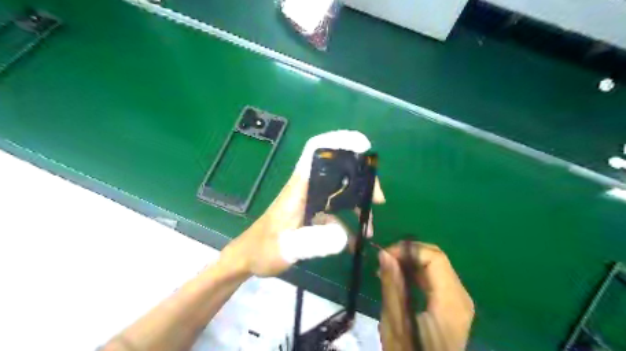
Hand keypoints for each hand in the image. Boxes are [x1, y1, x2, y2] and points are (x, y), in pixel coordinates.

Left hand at [219, 130, 386, 277]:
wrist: (250, 257)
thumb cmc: (262, 249)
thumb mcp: (285, 248)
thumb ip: (311, 243)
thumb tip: (344, 237)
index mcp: (299, 186)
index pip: (316, 152)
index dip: (337, 142)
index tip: (363, 146)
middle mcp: (306, 188)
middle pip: (337, 171)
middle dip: (360, 180)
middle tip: (378, 199)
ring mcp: (310, 201)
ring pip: (339, 193)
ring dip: (357, 205)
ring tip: (370, 229)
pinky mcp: (312, 213)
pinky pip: (335, 213)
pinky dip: (347, 223)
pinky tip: (354, 241)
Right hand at [376, 242, 474, 349]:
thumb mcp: (395, 322)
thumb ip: (392, 285)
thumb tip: (384, 253)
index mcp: (450, 302)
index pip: (434, 258)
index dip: (409, 250)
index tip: (385, 255)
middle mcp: (461, 297)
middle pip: (437, 259)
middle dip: (409, 255)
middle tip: (384, 260)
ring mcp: (459, 302)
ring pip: (436, 267)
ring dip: (411, 263)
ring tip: (388, 269)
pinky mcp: (453, 306)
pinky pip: (436, 280)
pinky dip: (417, 274)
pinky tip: (400, 279)